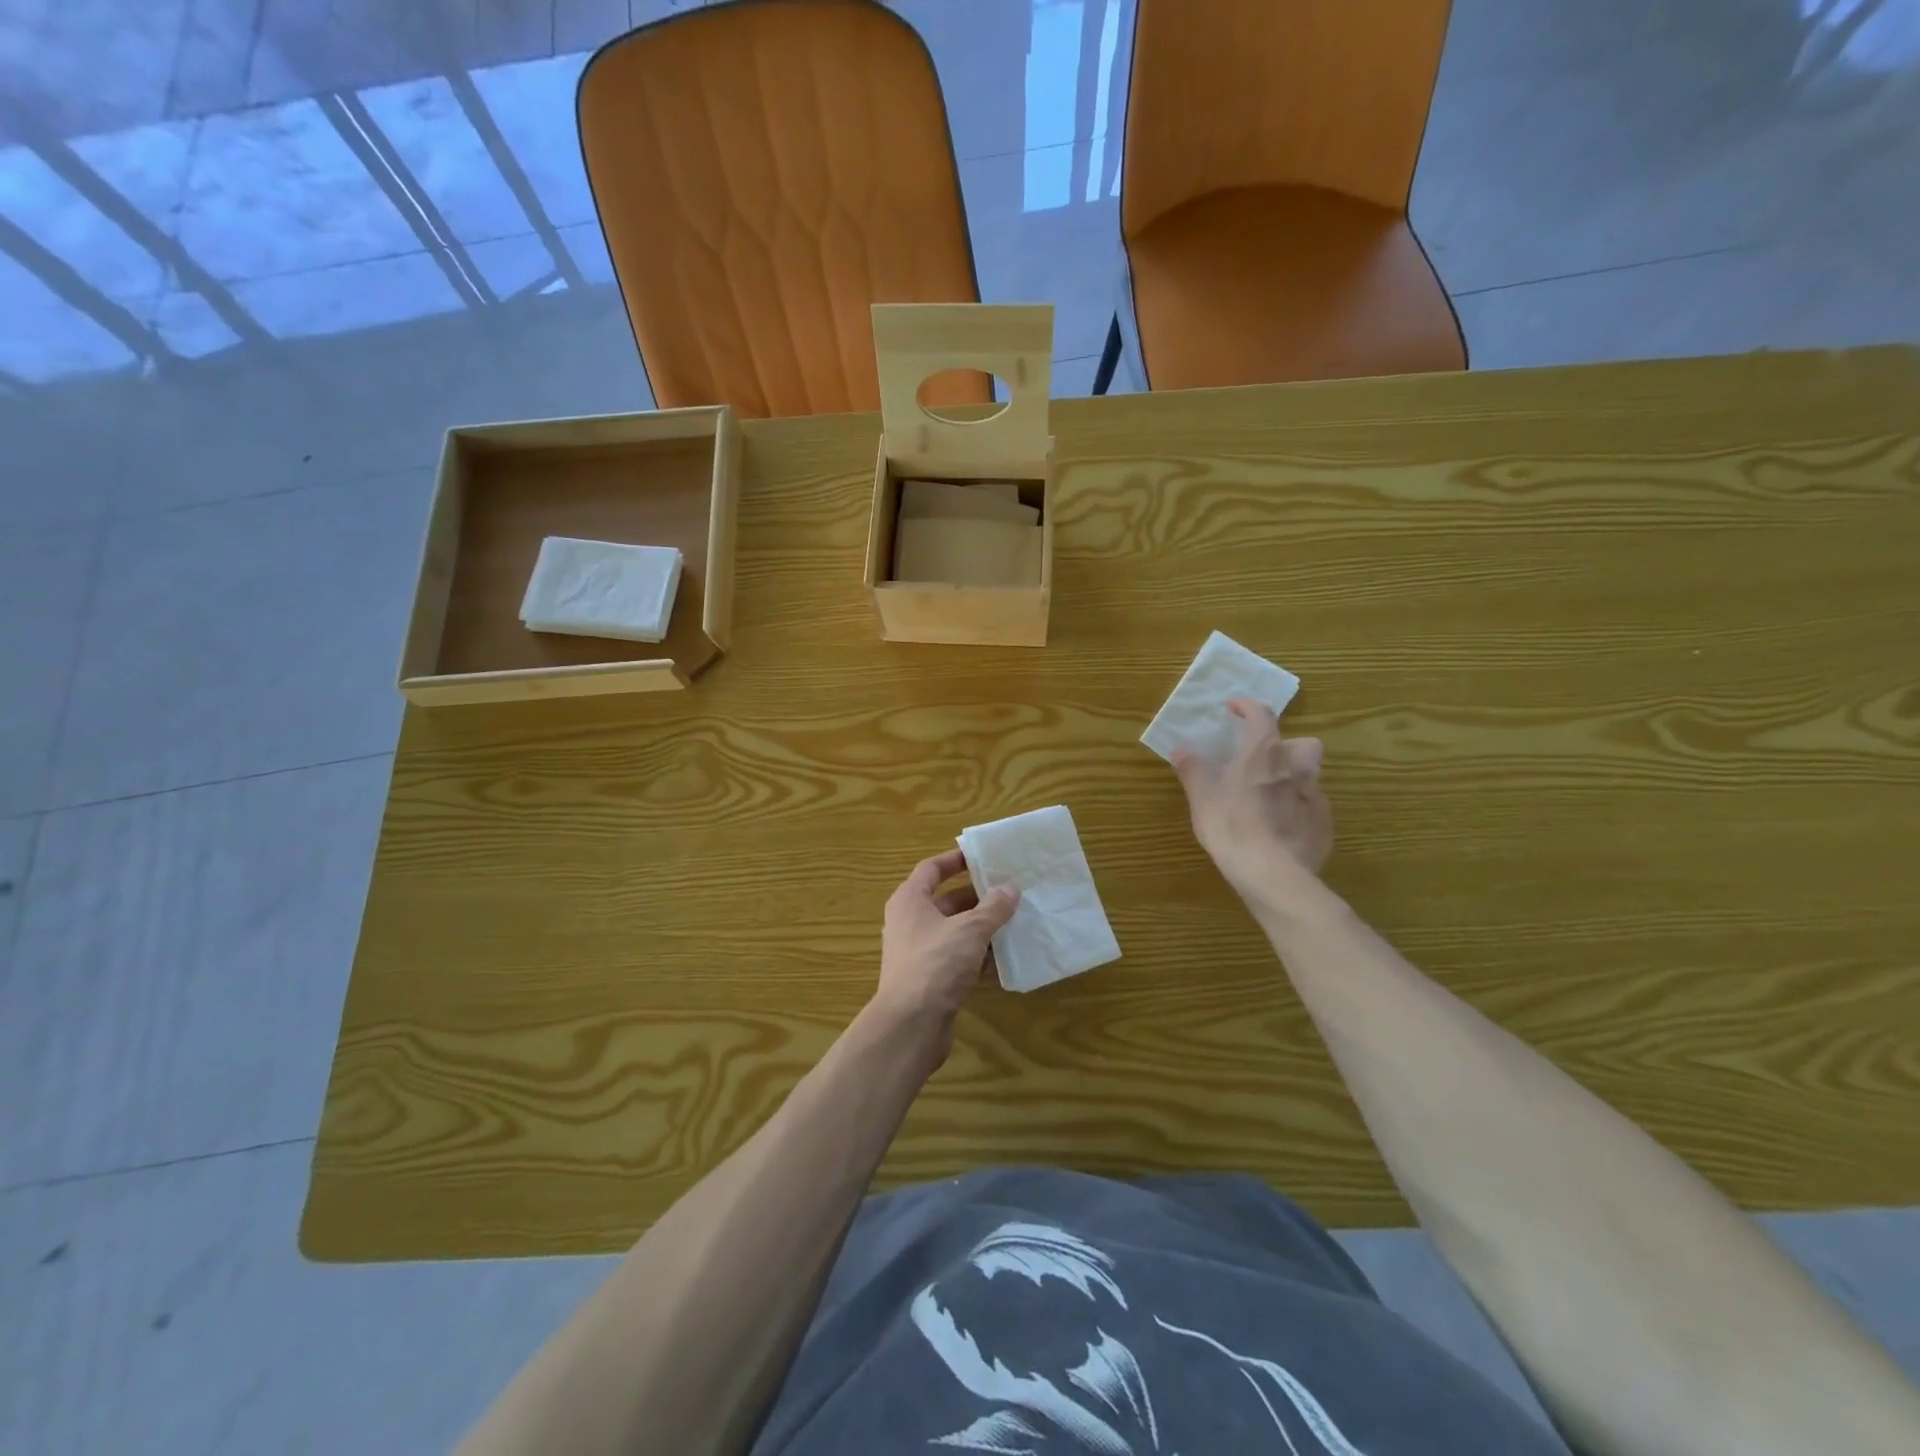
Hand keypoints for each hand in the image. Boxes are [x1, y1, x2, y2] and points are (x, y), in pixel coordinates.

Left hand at [871, 849, 1019, 1057]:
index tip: (983, 857)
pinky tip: (1006, 960)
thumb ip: (992, 908)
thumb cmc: (936, 963)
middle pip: (946, 901)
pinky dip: (979, 958)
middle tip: (1010, 891)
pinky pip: (958, 959)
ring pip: (955, 932)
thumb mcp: (970, 929)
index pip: (932, 869)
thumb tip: (1010, 889)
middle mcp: (910, 922)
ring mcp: (919, 953)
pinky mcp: (930, 980)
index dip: (956, 860)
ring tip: (1016, 922)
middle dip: (978, 898)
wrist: (911, 1025)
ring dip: (982, 929)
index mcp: (910, 900)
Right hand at [1172, 699, 1331, 895]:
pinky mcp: (1323, 825)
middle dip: (1288, 746)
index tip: (1234, 708)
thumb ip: (1193, 768)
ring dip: (1295, 778)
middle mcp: (1295, 768)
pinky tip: (1283, 827)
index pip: (1262, 716)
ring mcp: (1314, 797)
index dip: (1248, 707)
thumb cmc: (1231, 827)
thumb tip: (1181, 747)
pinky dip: (1300, 810)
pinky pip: (1314, 808)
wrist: (1272, 874)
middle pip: (1303, 743)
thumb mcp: (1201, 797)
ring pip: (1311, 776)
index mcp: (1263, 754)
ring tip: (1273, 796)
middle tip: (1265, 761)